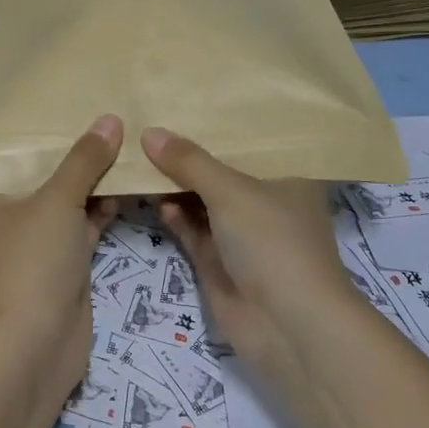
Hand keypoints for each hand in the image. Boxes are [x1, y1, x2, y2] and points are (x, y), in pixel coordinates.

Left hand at [0, 115, 122, 401]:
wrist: (33, 348)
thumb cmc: (33, 262)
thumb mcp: (58, 201)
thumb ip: (84, 160)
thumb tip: (111, 119)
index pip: (20, 151)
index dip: (49, 127)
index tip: (80, 99)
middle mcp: (13, 215)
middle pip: (49, 174)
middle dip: (80, 151)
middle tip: (115, 115)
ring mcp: (40, 242)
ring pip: (70, 200)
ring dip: (96, 180)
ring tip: (131, 142)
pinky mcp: (65, 264)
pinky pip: (85, 225)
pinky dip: (104, 209)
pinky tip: (131, 185)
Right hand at [140, 127, 365, 372]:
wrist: (288, 327)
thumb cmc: (272, 241)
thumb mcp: (231, 191)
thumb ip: (189, 161)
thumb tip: (149, 132)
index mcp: (286, 177)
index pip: (251, 141)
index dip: (218, 124)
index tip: (183, 100)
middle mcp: (266, 202)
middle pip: (222, 171)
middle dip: (189, 155)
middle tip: (148, 126)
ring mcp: (242, 235)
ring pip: (203, 201)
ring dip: (176, 185)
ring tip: (140, 158)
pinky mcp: (220, 263)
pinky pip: (192, 230)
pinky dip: (175, 215)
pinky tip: (153, 198)